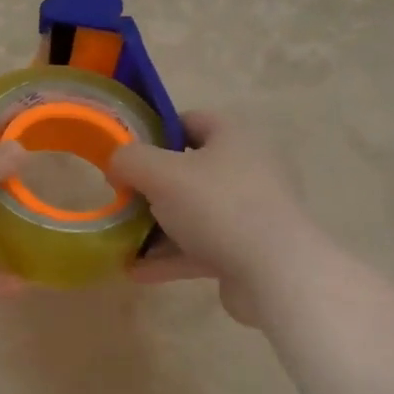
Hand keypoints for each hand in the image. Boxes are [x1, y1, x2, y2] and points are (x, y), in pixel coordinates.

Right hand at [107, 112, 313, 327]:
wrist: (276, 272)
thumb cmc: (218, 207)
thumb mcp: (161, 174)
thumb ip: (129, 160)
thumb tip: (117, 165)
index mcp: (234, 137)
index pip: (190, 120)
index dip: (155, 132)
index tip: (126, 154)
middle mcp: (247, 168)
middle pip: (189, 170)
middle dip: (151, 187)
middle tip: (122, 199)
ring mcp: (251, 212)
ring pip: (194, 213)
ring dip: (157, 227)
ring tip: (123, 240)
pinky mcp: (249, 250)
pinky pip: (202, 247)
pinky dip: (171, 256)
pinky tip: (138, 270)